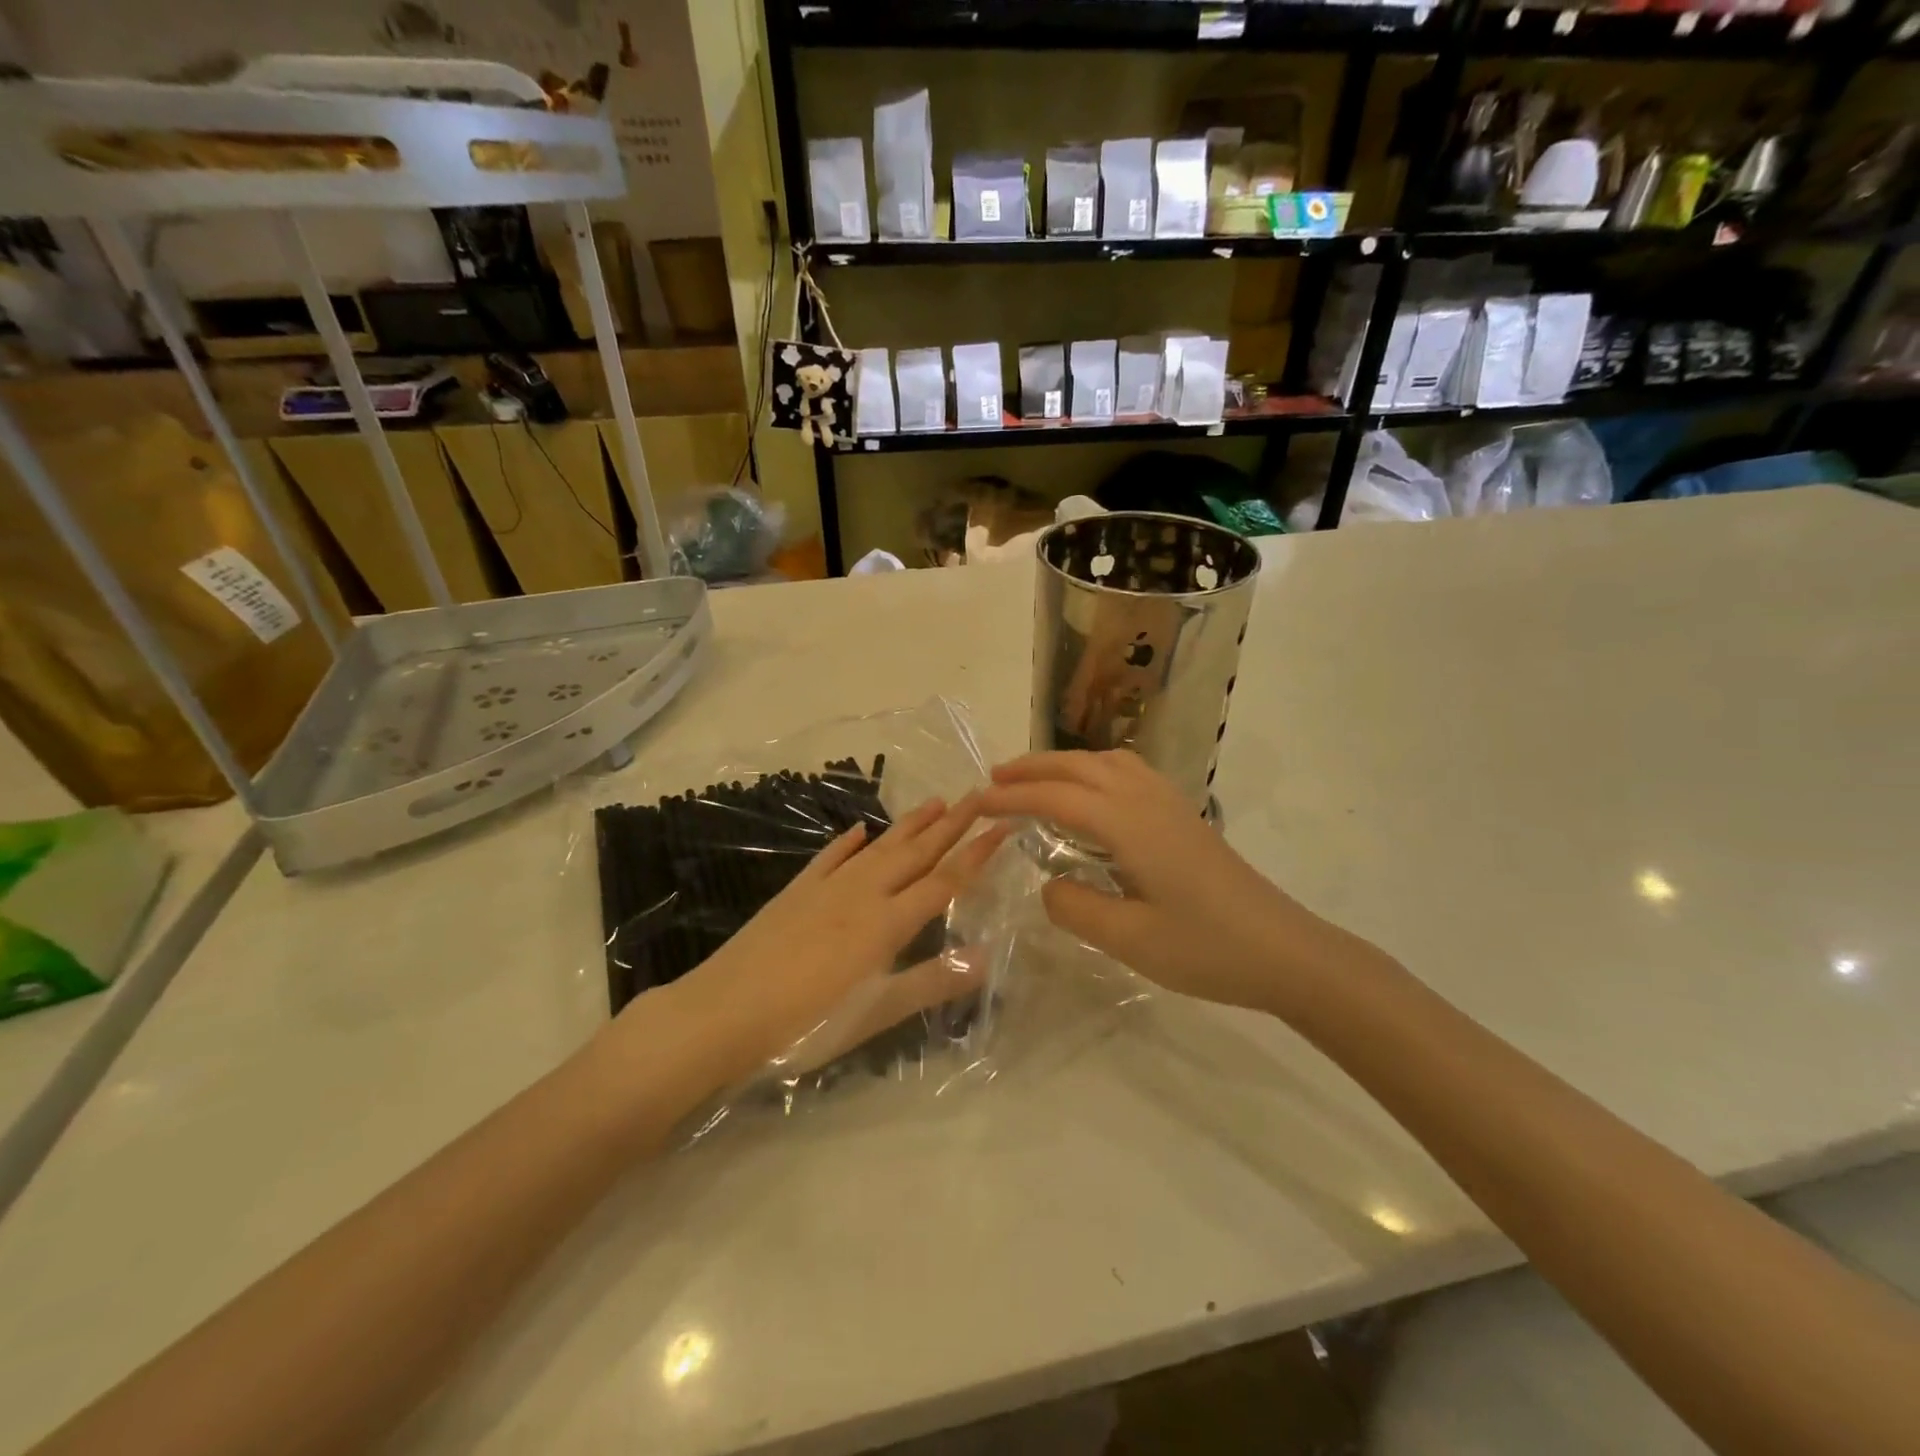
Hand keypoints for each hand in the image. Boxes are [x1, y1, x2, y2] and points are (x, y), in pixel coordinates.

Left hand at [654, 796, 1009, 1086]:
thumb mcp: (874, 1014)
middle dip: (951, 824)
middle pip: (915, 853)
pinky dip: (848, 841)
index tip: (1003, 824)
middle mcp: (863, 894)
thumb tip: (985, 956)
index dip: (976, 853)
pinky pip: (830, 857)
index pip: (944, 880)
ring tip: (935, 801)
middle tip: (978, 795)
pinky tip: (859, 829)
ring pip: (878, 847)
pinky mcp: (796, 891)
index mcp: (887, 923)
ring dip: (909, 824)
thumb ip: (930, 982)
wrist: (722, 1013)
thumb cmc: (805, 1024)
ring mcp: (827, 888)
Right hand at [982, 751, 1342, 1011]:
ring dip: (1065, 763)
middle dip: (1033, 768)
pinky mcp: (1185, 816)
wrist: (1286, 951)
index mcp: (1129, 824)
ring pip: (1108, 762)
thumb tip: (1048, 885)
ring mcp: (1171, 804)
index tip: (975, 804)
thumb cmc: (1207, 949)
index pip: (1057, 798)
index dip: (1012, 797)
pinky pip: (1130, 772)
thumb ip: (1076, 908)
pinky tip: (1093, 794)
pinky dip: (1096, 769)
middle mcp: (1147, 801)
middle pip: (1080, 767)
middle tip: (994, 779)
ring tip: (1036, 779)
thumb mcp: (1131, 940)